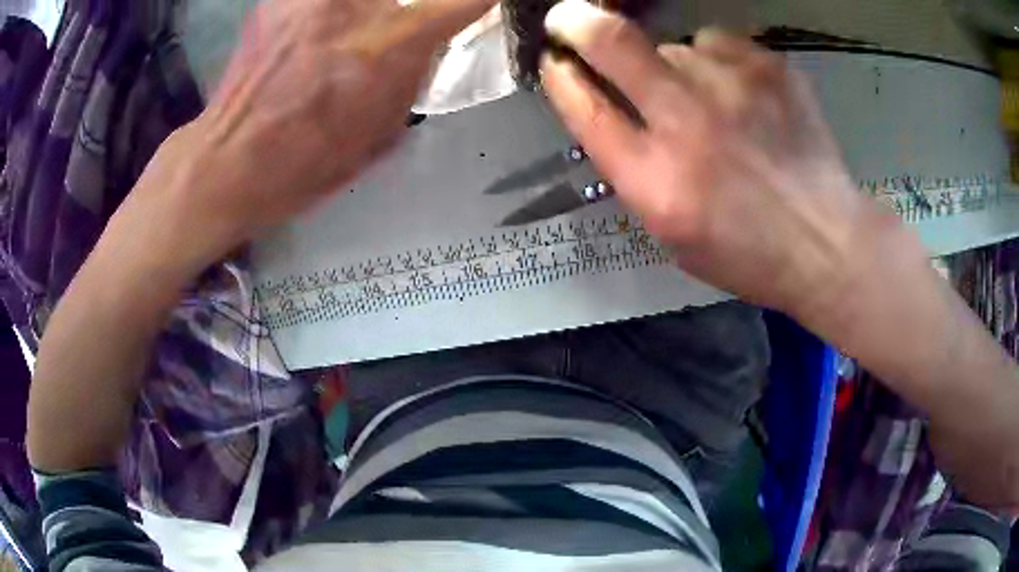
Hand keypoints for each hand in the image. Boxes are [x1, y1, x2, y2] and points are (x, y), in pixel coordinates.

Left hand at [117, 0, 494, 280]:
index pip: (462, 1)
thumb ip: (414, 74)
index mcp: (388, 45)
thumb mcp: (382, 131)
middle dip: (408, 9)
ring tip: (347, 42)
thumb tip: (429, 40)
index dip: (476, 3)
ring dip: (364, 11)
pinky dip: (327, 10)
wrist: (228, 163)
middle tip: (386, 38)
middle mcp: (353, 5)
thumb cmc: (306, 163)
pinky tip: (315, 32)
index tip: (476, 7)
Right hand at [540, 0, 891, 320]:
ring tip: (707, 101)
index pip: (585, 107)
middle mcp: (686, 122)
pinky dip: (715, 61)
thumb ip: (633, 170)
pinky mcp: (768, 68)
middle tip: (568, 19)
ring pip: (674, 47)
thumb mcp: (670, 234)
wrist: (823, 243)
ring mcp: (732, 87)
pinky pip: (717, 43)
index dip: (560, 78)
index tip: (554, 62)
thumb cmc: (744, 252)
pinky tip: (737, 92)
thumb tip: (612, 107)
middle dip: (577, 23)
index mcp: (654, 180)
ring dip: (672, 66)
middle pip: (612, 44)